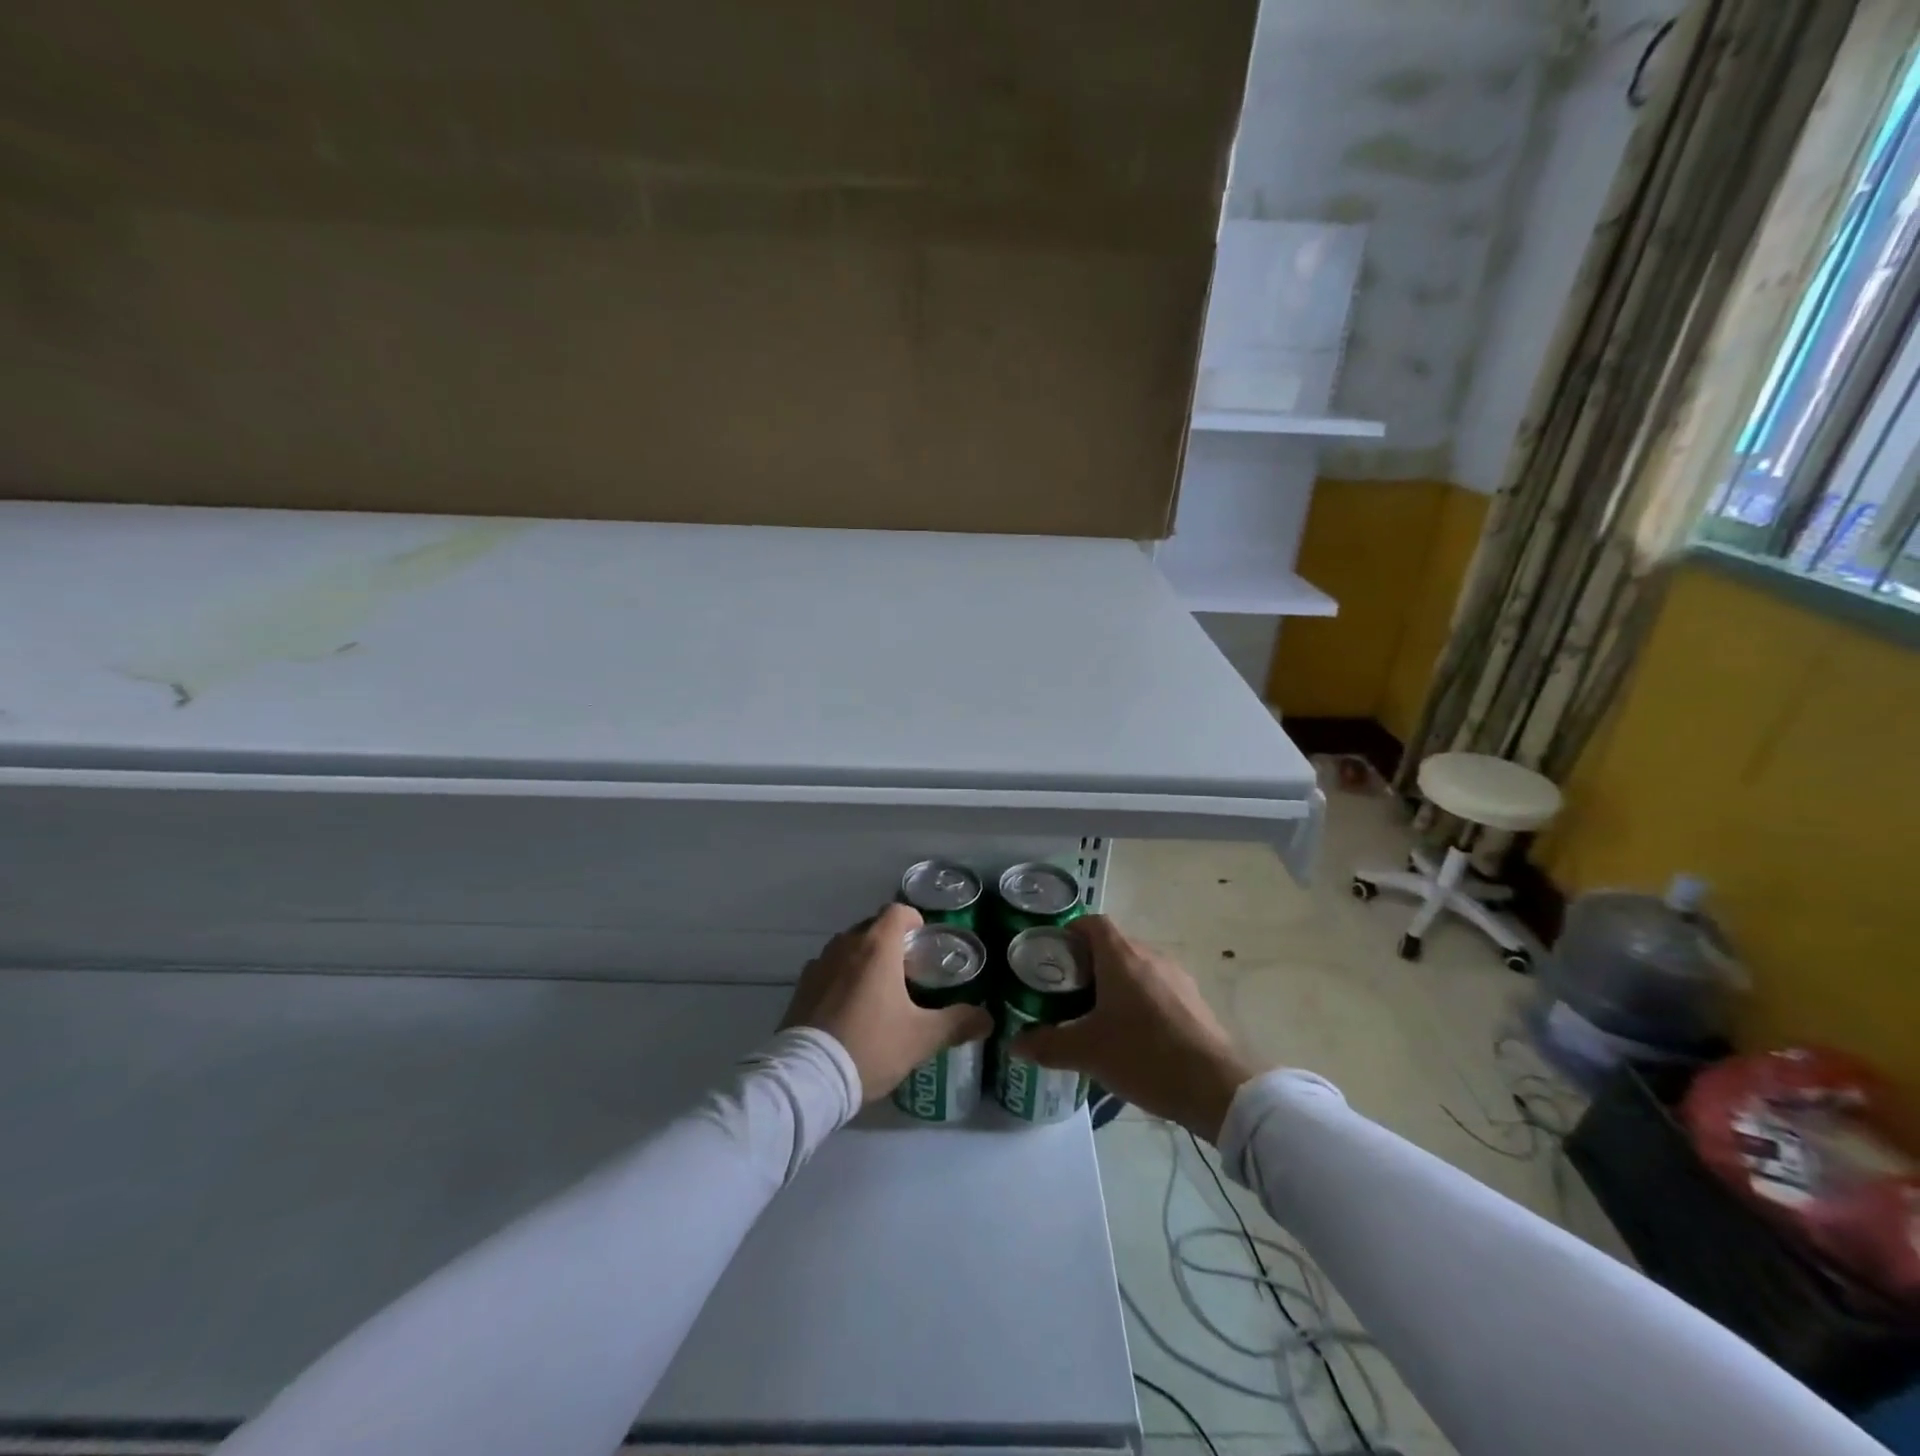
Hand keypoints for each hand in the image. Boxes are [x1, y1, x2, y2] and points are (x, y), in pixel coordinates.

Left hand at [781, 905, 993, 1103]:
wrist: (808, 1078)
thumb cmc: (871, 1046)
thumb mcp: (922, 1038)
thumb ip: (957, 1023)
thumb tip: (987, 1018)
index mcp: (876, 947)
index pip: (897, 911)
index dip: (914, 921)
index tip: (924, 944)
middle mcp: (845, 945)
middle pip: (872, 927)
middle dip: (891, 942)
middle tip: (908, 972)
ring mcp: (819, 964)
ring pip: (848, 947)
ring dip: (864, 958)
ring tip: (879, 990)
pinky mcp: (801, 985)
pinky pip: (828, 968)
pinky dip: (841, 976)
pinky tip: (849, 1007)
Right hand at [1010, 915, 1259, 1142]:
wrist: (1217, 1087)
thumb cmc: (1145, 1055)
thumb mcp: (1087, 1053)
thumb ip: (1047, 1044)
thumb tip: (1014, 1044)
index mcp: (1122, 956)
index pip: (1092, 923)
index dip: (1069, 933)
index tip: (1053, 959)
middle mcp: (1150, 955)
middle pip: (1113, 945)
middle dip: (1088, 964)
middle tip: (1067, 994)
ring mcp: (1177, 976)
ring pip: (1136, 967)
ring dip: (1115, 983)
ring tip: (1097, 1017)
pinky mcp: (1194, 1000)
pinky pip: (1157, 986)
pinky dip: (1139, 999)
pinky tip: (1133, 1035)